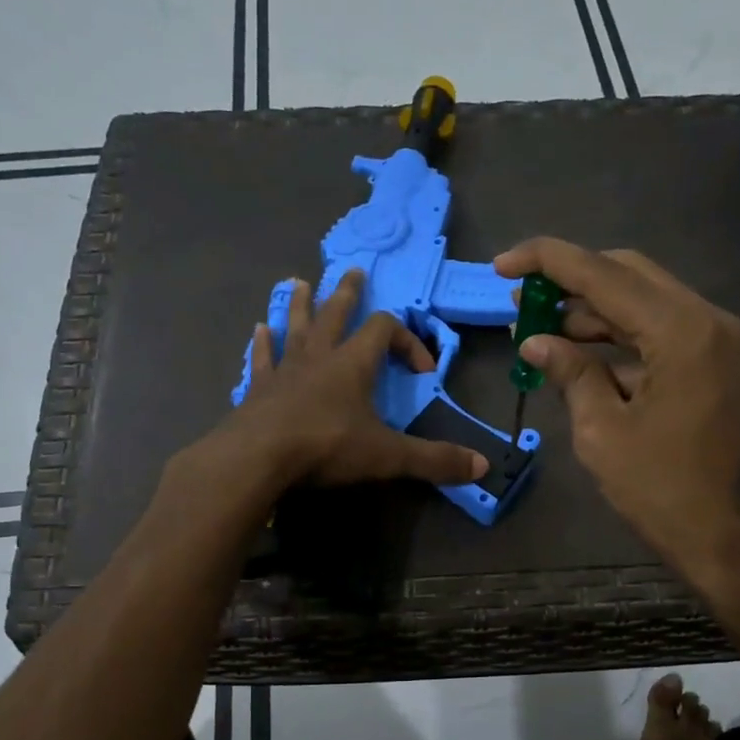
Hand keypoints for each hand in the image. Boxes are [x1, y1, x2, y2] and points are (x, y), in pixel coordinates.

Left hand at [222, 269, 488, 489]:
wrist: (258, 458)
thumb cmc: (326, 447)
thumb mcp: (387, 456)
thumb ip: (433, 460)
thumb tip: (482, 467)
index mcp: (353, 363)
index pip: (384, 330)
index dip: (407, 341)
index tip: (423, 369)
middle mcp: (318, 356)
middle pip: (335, 313)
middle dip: (347, 294)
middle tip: (353, 272)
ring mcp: (284, 370)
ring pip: (295, 327)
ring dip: (301, 305)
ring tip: (300, 284)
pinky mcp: (258, 389)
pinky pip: (262, 358)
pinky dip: (262, 344)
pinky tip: (258, 330)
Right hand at [493, 237, 739, 573]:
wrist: (731, 539)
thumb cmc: (663, 491)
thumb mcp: (602, 432)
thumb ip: (571, 373)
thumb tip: (535, 341)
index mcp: (680, 330)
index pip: (603, 274)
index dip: (546, 262)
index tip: (502, 263)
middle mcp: (706, 320)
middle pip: (628, 274)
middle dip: (570, 281)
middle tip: (521, 299)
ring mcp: (716, 342)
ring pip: (644, 302)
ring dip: (592, 311)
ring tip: (538, 329)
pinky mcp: (714, 365)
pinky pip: (659, 333)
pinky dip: (618, 337)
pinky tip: (579, 356)